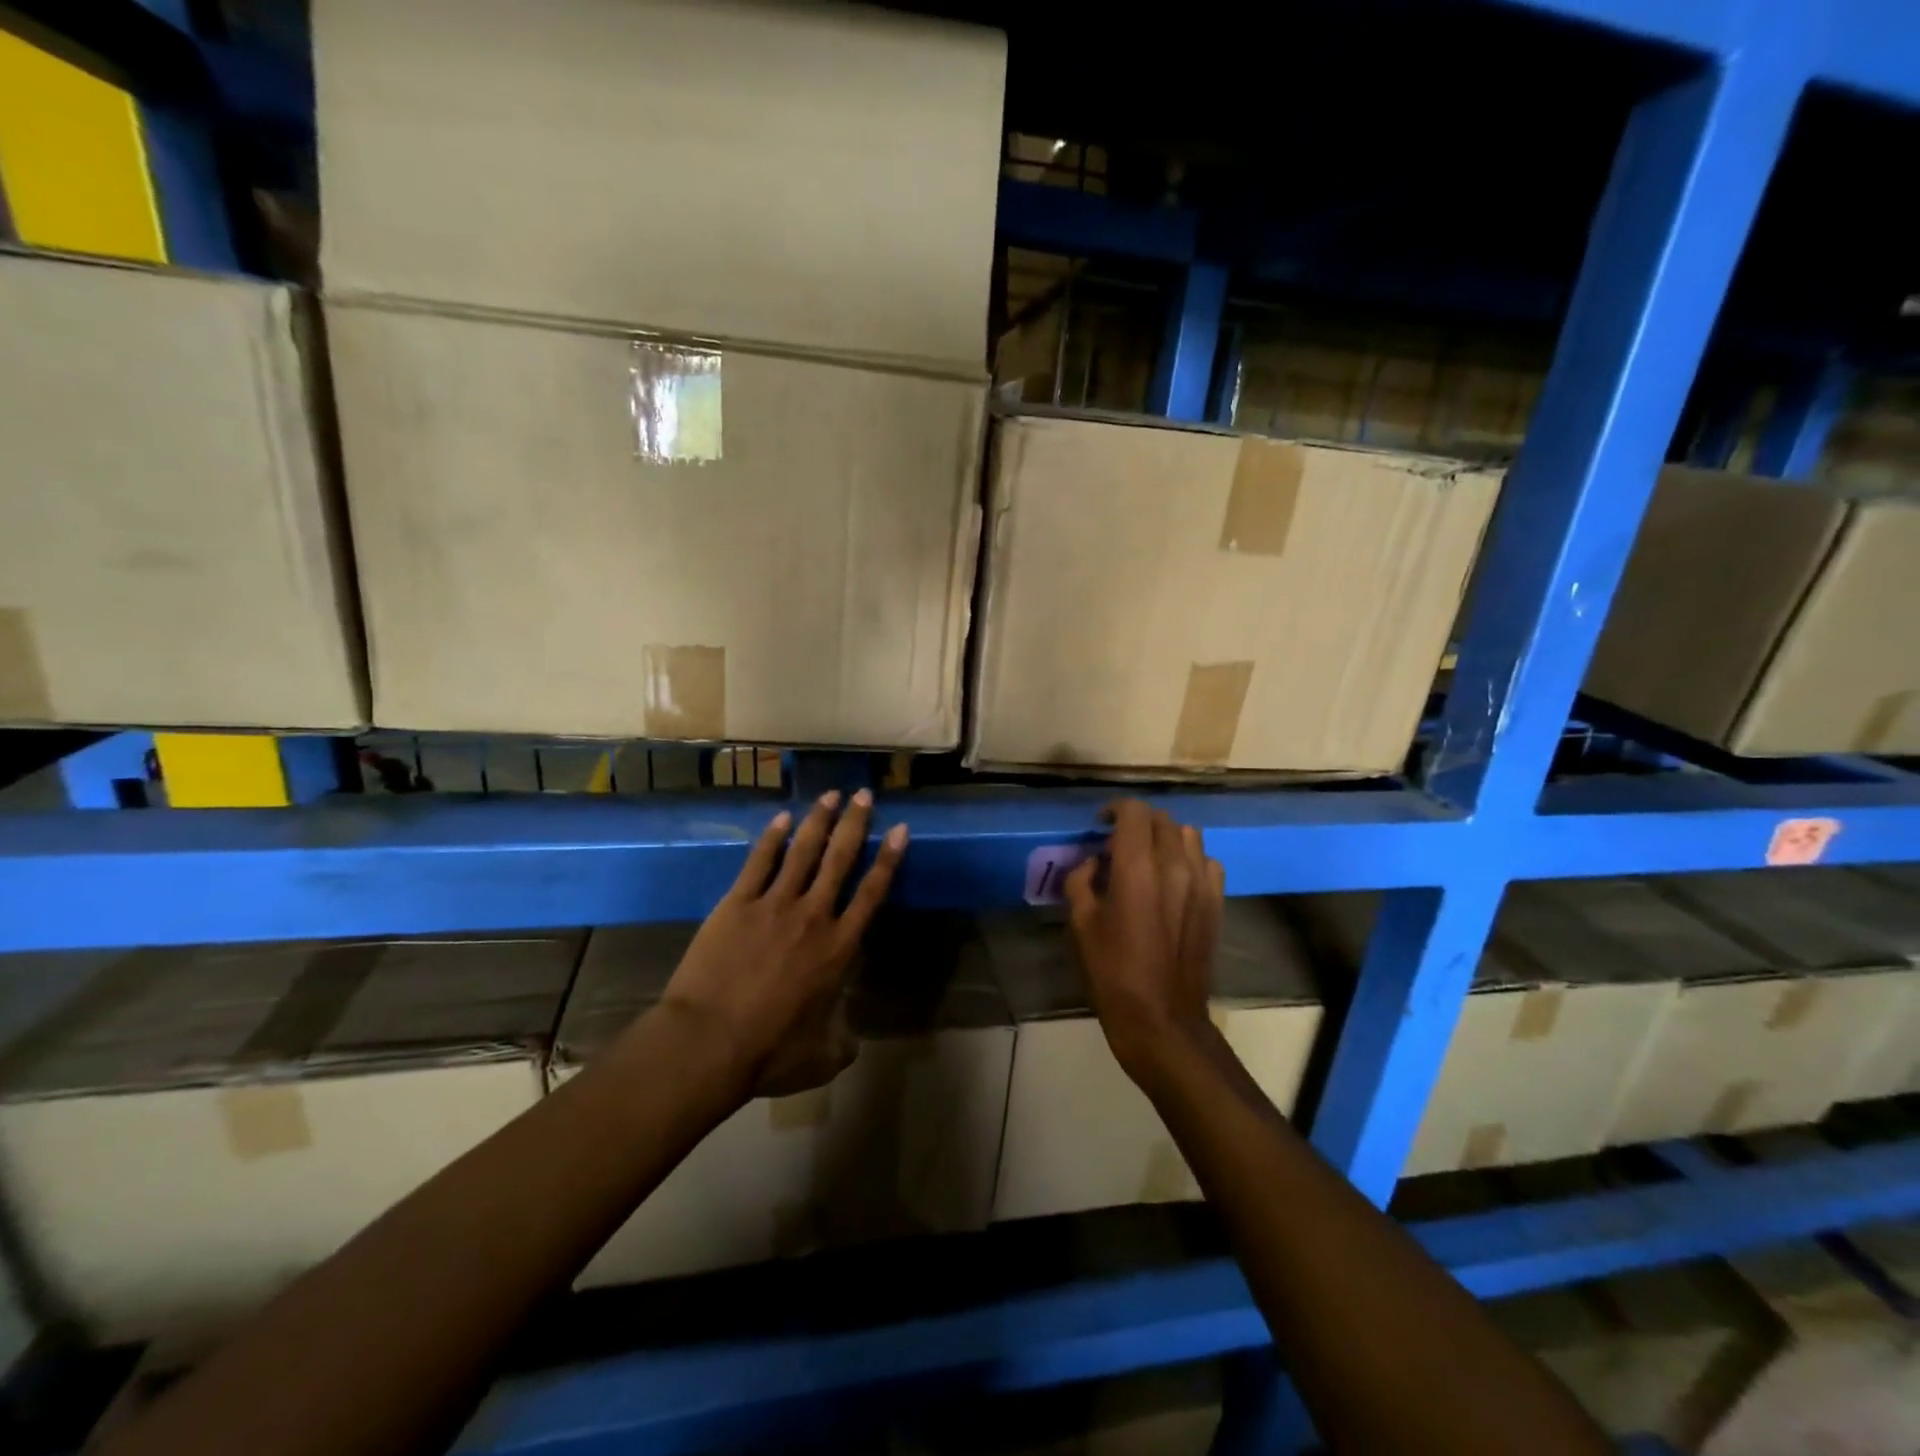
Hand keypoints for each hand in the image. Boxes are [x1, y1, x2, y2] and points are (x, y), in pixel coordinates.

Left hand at [653, 789, 907, 1100]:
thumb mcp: (820, 1058)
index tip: (901, 829)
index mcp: (838, 949)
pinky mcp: (737, 903)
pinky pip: (759, 862)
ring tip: (831, 794)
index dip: (889, 859)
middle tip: (865, 794)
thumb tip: (851, 1043)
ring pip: (803, 851)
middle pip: (840, 859)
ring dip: (819, 820)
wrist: (709, 1042)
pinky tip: (781, 818)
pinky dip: (772, 838)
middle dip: (856, 824)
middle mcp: (813, 916)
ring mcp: (774, 904)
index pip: (872, 893)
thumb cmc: (769, 1052)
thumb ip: (842, 1044)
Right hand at [1064, 800, 1223, 1079]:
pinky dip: (1188, 858)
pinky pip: (1206, 861)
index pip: (1134, 812)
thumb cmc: (1113, 972)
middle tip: (1117, 844)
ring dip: (1164, 837)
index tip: (1100, 824)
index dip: (1115, 809)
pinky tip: (1173, 879)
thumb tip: (1093, 862)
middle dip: (1137, 823)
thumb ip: (1082, 880)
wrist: (1162, 1018)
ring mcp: (1201, 883)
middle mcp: (1175, 865)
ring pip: (1188, 835)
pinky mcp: (1216, 901)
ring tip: (1147, 858)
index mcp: (1137, 868)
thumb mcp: (1081, 924)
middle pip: (1161, 819)